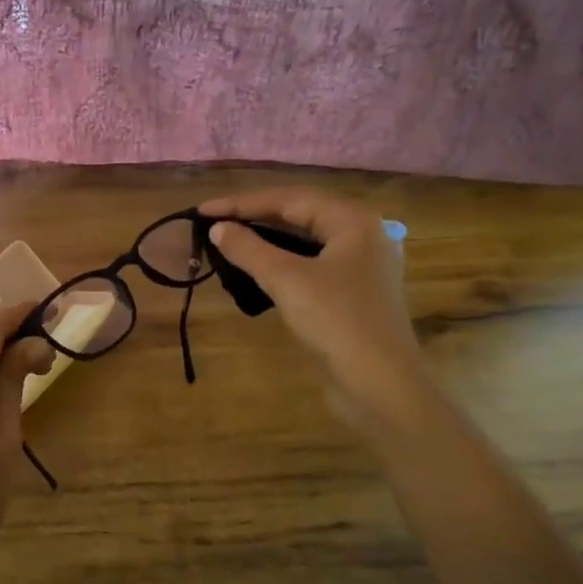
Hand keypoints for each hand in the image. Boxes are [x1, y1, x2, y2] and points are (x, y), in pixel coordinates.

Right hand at [199, 189, 432, 430]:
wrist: (380, 384)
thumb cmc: (336, 321)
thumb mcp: (286, 279)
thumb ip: (248, 248)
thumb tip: (218, 228)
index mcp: (353, 220)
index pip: (289, 199)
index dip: (242, 203)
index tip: (202, 211)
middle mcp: (362, 235)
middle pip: (299, 215)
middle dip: (254, 218)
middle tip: (213, 224)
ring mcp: (361, 266)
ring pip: (305, 242)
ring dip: (266, 241)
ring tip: (229, 243)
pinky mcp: (354, 294)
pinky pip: (311, 265)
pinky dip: (281, 263)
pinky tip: (257, 271)